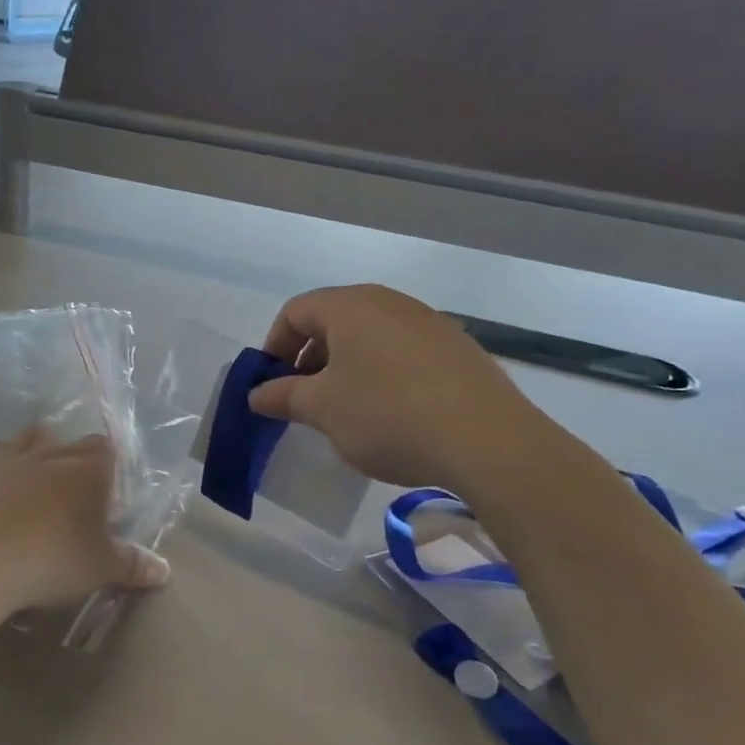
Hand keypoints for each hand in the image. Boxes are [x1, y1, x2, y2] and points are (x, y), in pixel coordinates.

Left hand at [0, 429, 168, 621]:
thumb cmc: (49, 559)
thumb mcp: (99, 568)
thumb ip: (132, 566)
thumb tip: (164, 570)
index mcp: (85, 469)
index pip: (107, 449)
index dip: (110, 467)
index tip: (108, 492)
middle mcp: (46, 454)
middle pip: (65, 440)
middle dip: (72, 458)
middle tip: (73, 492)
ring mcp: (2, 460)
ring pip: (22, 442)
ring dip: (30, 456)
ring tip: (31, 486)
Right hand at [247, 285, 545, 489]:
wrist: (487, 442)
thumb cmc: (387, 415)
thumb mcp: (322, 409)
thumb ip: (284, 396)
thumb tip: (257, 394)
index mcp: (351, 306)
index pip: (295, 311)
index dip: (274, 346)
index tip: (272, 385)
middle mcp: (390, 303)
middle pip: (334, 320)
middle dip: (310, 358)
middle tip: (305, 400)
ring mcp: (429, 324)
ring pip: (371, 337)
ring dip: (346, 368)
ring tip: (346, 411)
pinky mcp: (458, 350)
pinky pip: (404, 353)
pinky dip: (383, 374)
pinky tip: (392, 415)